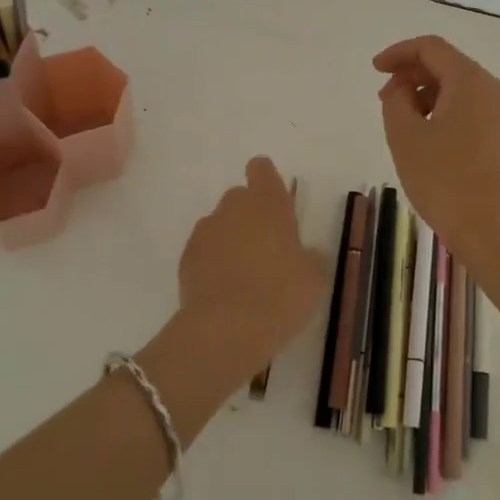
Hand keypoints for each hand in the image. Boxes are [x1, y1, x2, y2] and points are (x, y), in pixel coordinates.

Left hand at [175, 157, 329, 390]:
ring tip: (244, 277)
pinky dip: (213, 263)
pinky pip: (204, 251)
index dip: (267, 181)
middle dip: (251, 216)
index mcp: (268, 202)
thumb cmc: (280, 295)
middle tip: (267, 251)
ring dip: (231, 240)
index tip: (276, 206)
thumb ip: (309, 257)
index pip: (261, 168)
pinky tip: (224, 291)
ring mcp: (205, 230)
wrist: (225, 330)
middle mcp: (233, 207)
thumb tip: (304, 254)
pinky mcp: (186, 257)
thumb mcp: (314, 278)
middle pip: (240, 197)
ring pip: (221, 225)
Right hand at [374, 35, 499, 284]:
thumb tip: (404, 89)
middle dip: (411, 75)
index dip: (398, 53)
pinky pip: (472, 111)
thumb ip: (396, 100)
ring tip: (403, 125)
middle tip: (384, 100)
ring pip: (460, 90)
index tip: (375, 70)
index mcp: (470, 80)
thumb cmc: (447, 181)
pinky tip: (429, 141)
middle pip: (448, 66)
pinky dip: (445, 113)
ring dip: (427, 96)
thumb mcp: (406, 137)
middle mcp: (494, 90)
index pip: (431, 48)